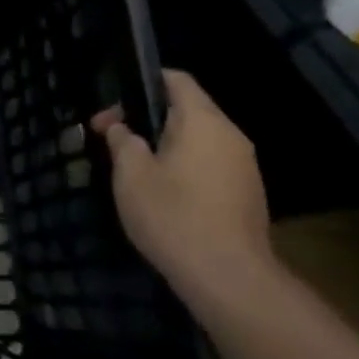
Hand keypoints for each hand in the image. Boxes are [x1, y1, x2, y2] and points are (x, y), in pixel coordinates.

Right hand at [92, 71, 275, 316]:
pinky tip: (161, 193)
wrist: (228, 277)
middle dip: (146, 119)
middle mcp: (230, 136)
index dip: (143, 82)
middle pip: (186, 110)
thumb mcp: (131, 174)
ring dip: (164, 145)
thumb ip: (123, 141)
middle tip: (111, 140)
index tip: (114, 107)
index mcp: (203, 121)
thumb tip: (121, 128)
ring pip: (197, 139)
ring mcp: (244, 166)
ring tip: (132, 169)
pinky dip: (183, 166)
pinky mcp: (246, 194)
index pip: (176, 80)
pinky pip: (209, 164)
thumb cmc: (173, 215)